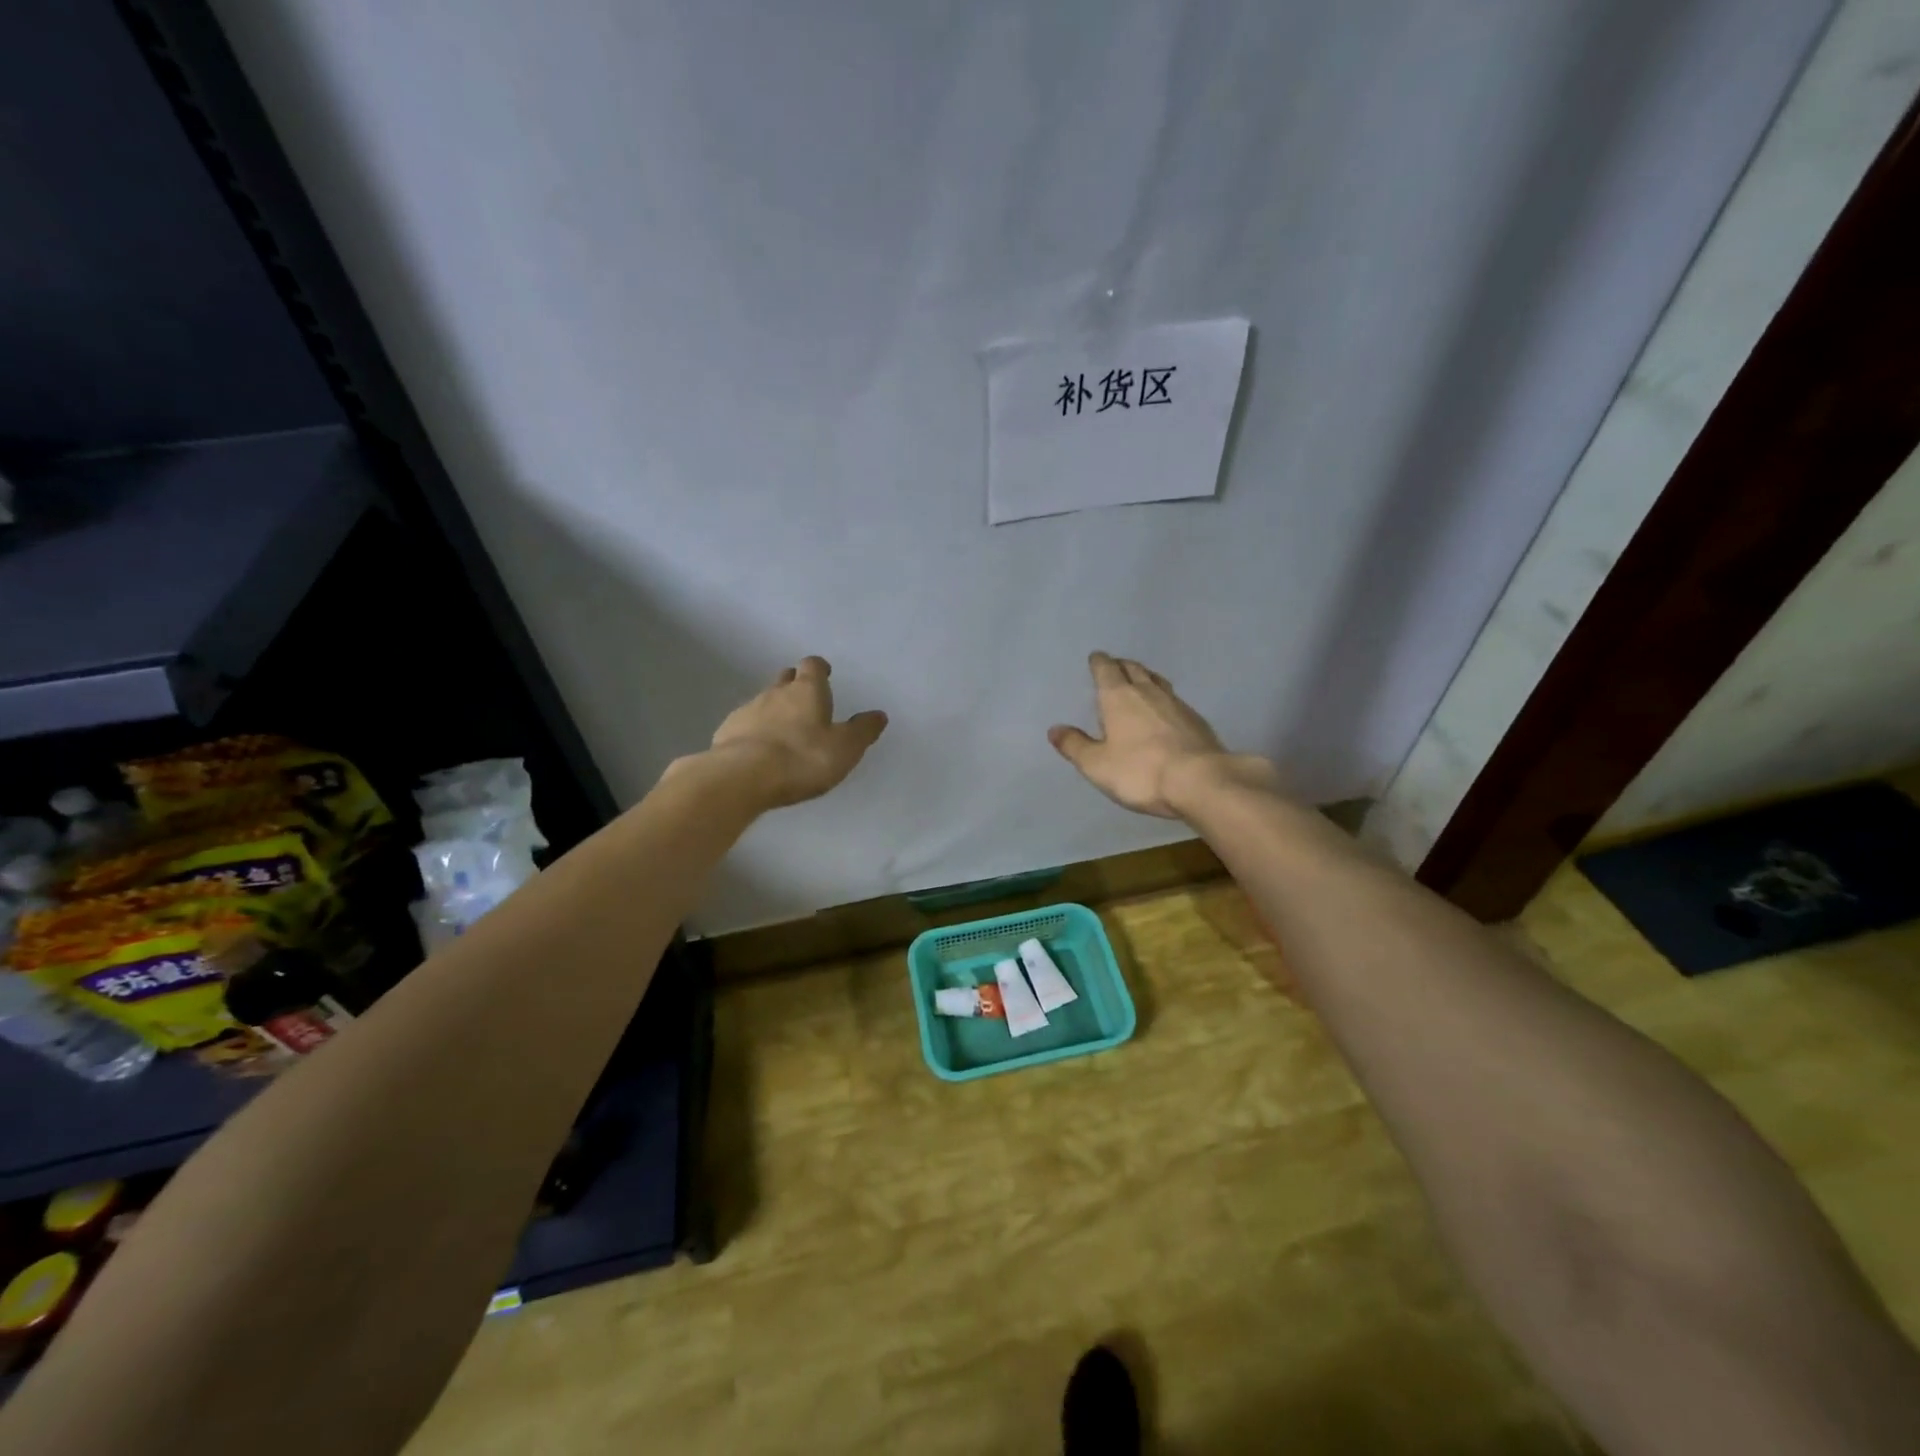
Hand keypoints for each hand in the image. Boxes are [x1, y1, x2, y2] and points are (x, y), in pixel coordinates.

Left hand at [702, 656, 887, 808]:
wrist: (742, 777)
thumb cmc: (802, 758)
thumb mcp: (845, 748)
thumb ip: (862, 730)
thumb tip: (879, 715)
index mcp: (807, 690)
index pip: (812, 666)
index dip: (819, 668)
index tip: (825, 674)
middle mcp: (775, 693)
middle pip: (785, 679)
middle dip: (795, 685)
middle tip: (805, 700)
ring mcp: (747, 711)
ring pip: (763, 702)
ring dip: (774, 711)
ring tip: (783, 732)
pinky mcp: (726, 732)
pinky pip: (744, 725)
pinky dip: (754, 732)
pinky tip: (758, 751)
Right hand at [1049, 652, 1271, 817]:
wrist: (1200, 780)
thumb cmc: (1140, 771)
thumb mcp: (1097, 764)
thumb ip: (1075, 745)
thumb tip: (1054, 729)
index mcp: (1118, 697)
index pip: (1106, 669)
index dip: (1099, 662)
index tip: (1096, 658)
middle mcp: (1148, 692)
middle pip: (1133, 669)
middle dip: (1121, 665)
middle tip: (1115, 665)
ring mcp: (1176, 703)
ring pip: (1157, 680)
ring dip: (1145, 677)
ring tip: (1139, 681)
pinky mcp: (1196, 720)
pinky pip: (1174, 700)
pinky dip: (1164, 699)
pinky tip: (1165, 711)